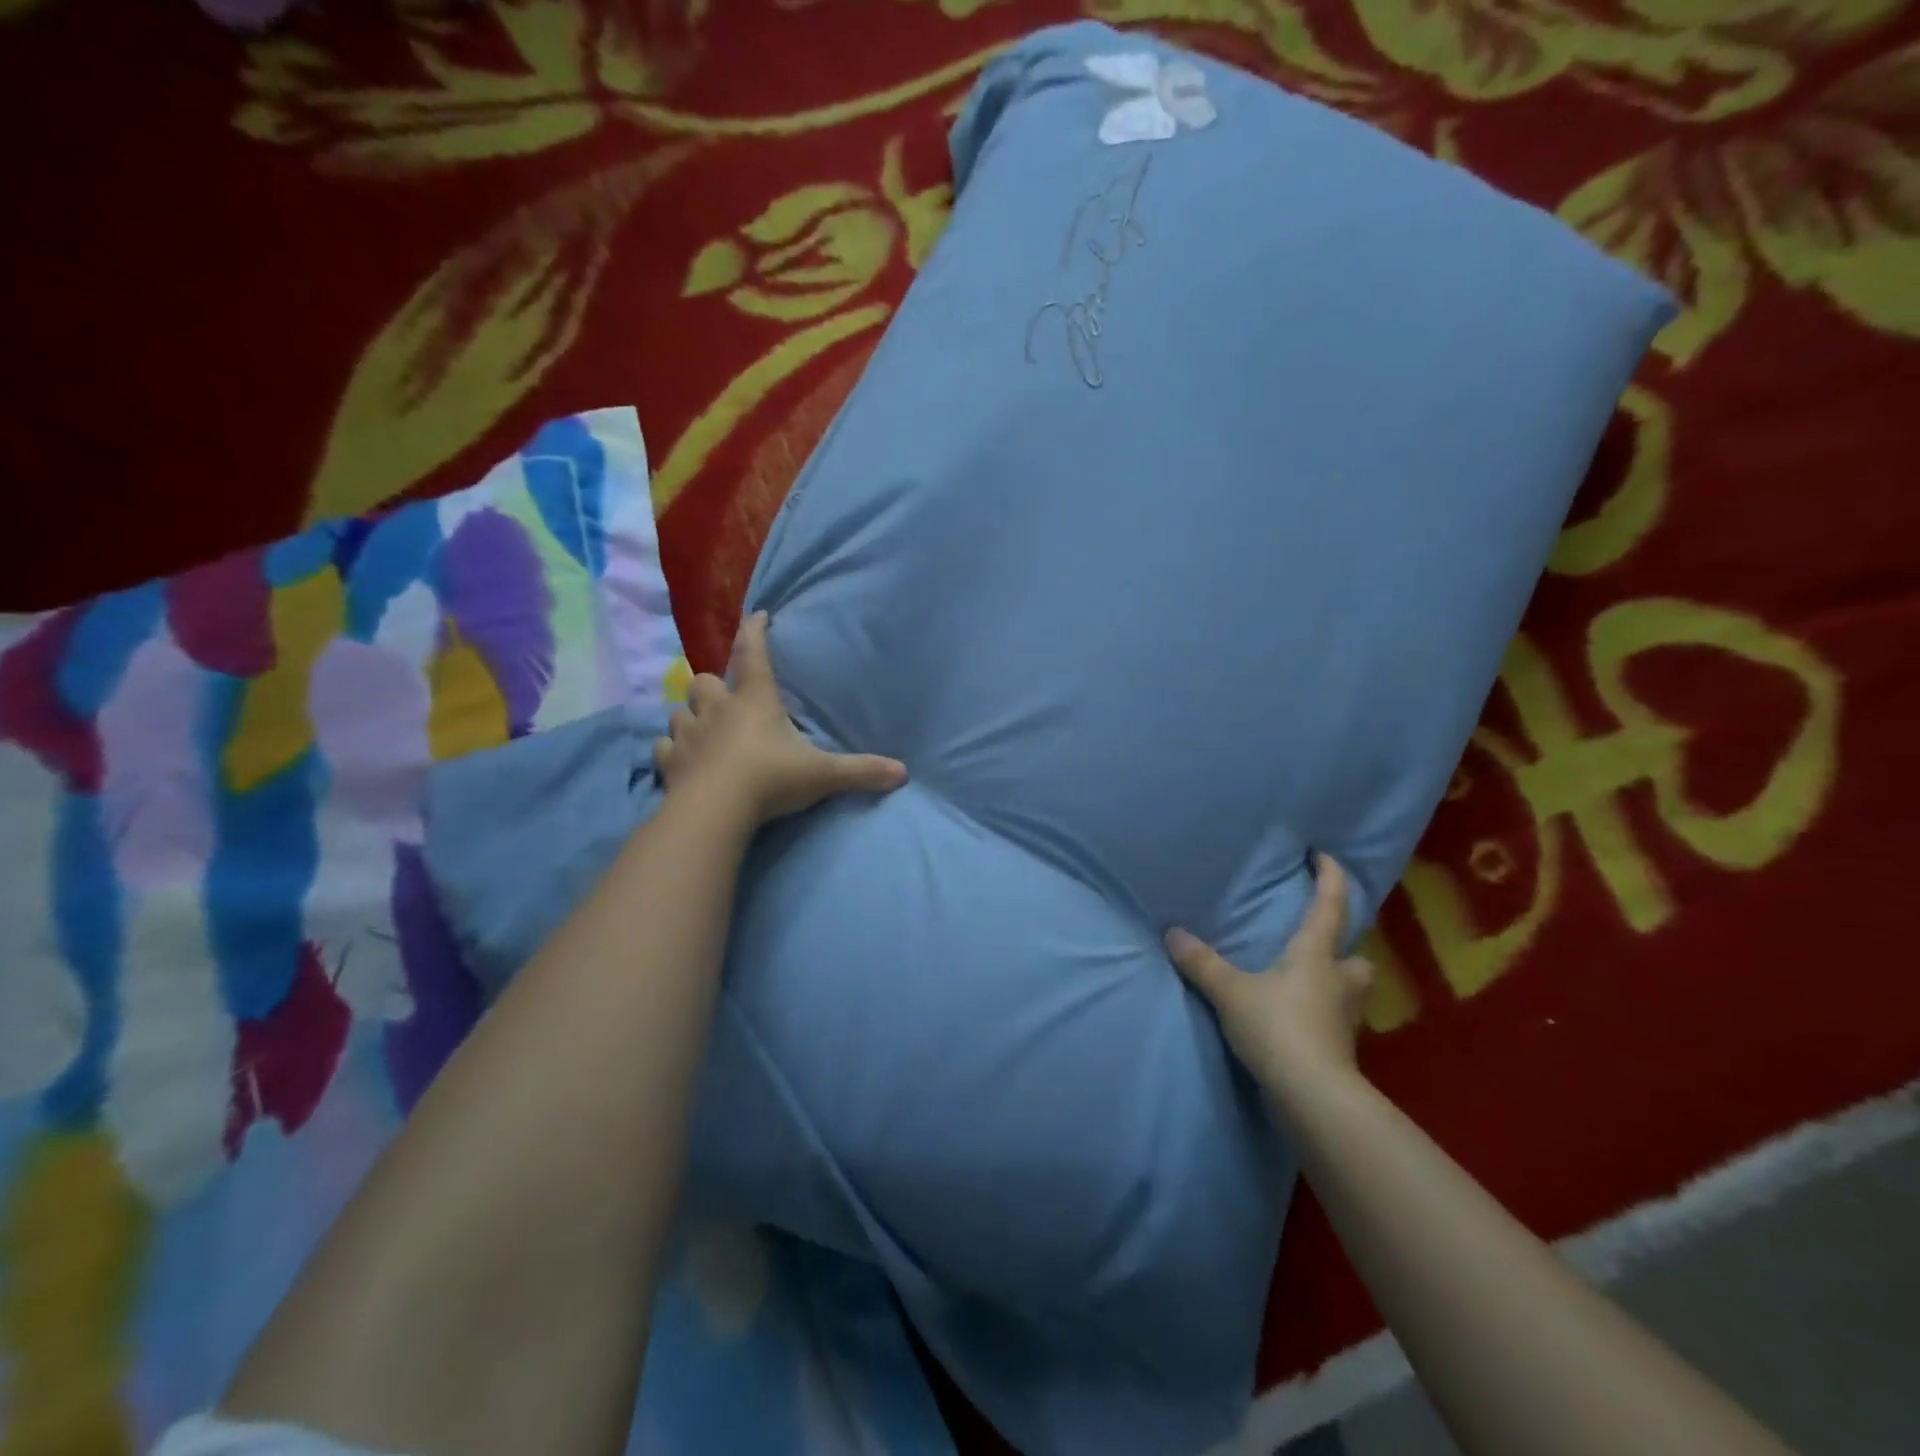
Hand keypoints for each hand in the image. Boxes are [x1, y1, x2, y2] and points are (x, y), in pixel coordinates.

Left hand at [653, 612, 907, 827]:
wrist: (715, 811)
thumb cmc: (770, 779)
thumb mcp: (823, 775)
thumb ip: (861, 771)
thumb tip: (903, 773)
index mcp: (755, 702)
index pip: (754, 654)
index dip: (755, 631)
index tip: (758, 615)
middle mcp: (718, 710)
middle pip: (705, 682)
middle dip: (713, 687)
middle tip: (725, 700)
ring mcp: (689, 736)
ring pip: (679, 712)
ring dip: (690, 717)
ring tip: (701, 730)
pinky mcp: (670, 763)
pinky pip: (663, 748)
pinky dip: (672, 751)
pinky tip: (680, 760)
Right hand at [1164, 855, 1374, 1093]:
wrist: (1314, 1096)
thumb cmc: (1278, 1028)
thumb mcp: (1231, 992)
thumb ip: (1201, 963)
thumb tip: (1172, 932)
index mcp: (1316, 956)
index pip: (1330, 906)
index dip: (1331, 878)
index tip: (1325, 856)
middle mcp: (1339, 981)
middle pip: (1356, 957)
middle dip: (1343, 949)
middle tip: (1319, 946)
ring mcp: (1344, 1018)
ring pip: (1350, 991)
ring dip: (1335, 983)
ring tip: (1304, 983)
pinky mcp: (1340, 1049)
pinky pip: (1335, 1020)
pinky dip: (1321, 1015)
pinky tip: (1297, 1020)